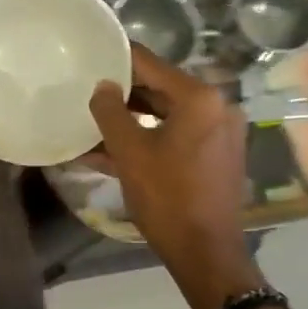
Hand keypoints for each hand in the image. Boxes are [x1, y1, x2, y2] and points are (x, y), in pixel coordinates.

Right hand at [89, 45, 260, 308]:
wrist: (206, 252)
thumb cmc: (167, 197)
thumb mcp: (130, 152)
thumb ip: (110, 112)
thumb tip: (102, 86)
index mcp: (199, 98)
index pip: (150, 64)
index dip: (117, 59)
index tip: (90, 56)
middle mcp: (217, 106)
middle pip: (160, 88)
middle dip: (122, 93)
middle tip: (87, 90)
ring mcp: (220, 131)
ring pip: (166, 114)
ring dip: (132, 118)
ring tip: (94, 121)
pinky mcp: (217, 154)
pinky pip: (177, 135)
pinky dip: (149, 137)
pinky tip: (114, 148)